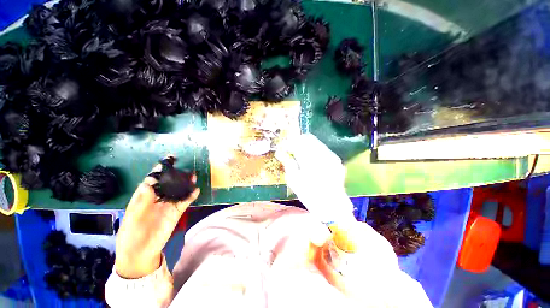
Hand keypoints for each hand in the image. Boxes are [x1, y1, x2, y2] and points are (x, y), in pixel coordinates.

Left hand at [115, 166, 199, 278]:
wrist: (140, 254)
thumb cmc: (131, 235)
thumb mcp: (132, 219)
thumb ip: (141, 202)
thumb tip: (148, 184)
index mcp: (143, 197)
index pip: (152, 180)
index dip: (159, 170)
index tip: (167, 160)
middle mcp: (157, 198)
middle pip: (168, 183)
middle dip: (176, 175)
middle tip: (184, 168)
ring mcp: (167, 205)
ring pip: (178, 190)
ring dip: (185, 183)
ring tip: (193, 176)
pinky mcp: (176, 212)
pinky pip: (184, 201)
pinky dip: (190, 195)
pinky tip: (196, 190)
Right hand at [275, 133, 354, 225]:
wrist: (332, 206)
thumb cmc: (309, 195)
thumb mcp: (294, 180)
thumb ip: (288, 163)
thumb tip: (279, 152)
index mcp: (309, 160)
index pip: (298, 142)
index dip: (289, 142)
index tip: (284, 146)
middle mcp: (322, 155)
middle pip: (308, 138)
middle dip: (298, 141)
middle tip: (291, 149)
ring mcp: (331, 157)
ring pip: (316, 142)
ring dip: (306, 145)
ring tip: (300, 154)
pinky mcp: (336, 160)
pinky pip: (323, 149)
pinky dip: (314, 150)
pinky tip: (311, 159)